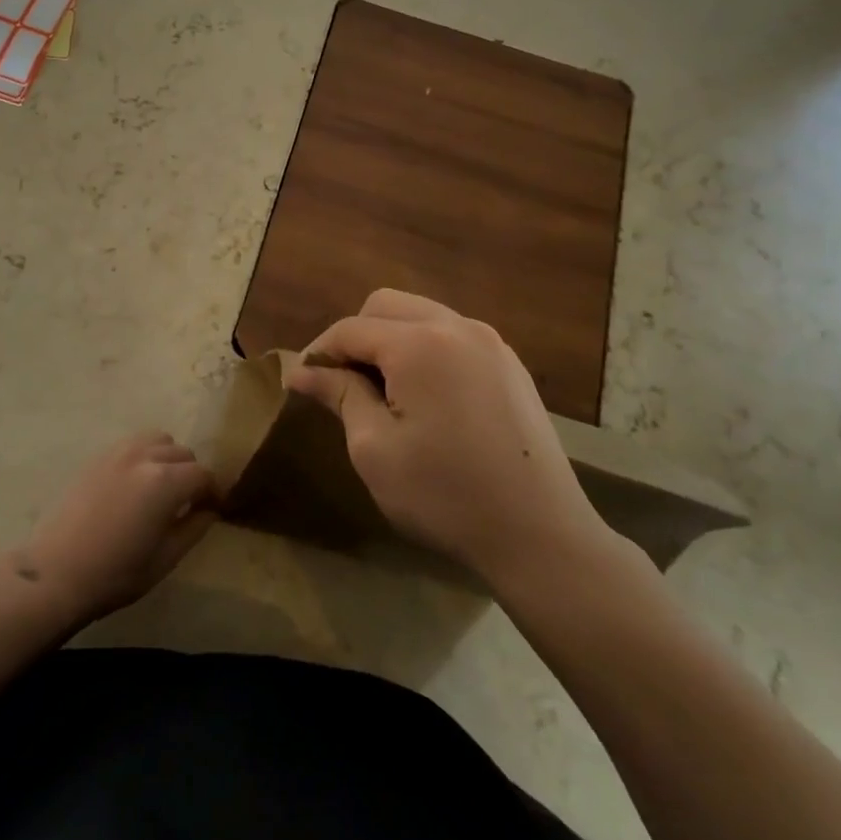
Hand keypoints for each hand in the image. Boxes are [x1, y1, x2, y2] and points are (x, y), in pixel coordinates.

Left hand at [16, 432, 221, 626]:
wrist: (55, 572)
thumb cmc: (115, 573)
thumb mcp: (165, 559)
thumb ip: (194, 528)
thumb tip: (209, 510)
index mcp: (166, 482)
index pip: (203, 475)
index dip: (213, 491)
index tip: (212, 509)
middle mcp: (144, 457)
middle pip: (183, 452)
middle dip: (192, 474)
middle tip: (188, 503)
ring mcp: (118, 453)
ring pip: (158, 440)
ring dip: (168, 458)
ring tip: (162, 487)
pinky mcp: (97, 457)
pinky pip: (132, 444)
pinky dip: (144, 455)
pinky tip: (136, 483)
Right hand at [284, 290, 627, 592]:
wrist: (540, 533)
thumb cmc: (444, 494)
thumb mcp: (374, 449)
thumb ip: (339, 395)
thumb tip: (303, 371)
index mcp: (420, 344)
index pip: (351, 329)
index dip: (319, 352)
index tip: (300, 382)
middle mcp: (457, 326)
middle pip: (386, 306)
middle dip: (355, 336)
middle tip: (342, 384)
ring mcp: (490, 343)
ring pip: (421, 315)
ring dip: (390, 340)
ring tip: (381, 390)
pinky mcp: (509, 364)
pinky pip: (452, 336)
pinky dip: (425, 350)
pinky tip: (424, 396)